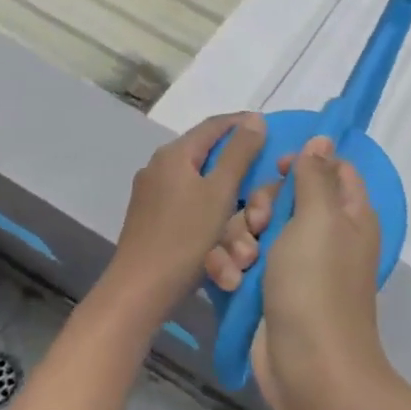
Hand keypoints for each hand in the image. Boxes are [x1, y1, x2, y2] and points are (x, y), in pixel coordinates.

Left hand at [104, 113, 266, 313]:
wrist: (140, 290)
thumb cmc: (185, 238)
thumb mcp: (220, 192)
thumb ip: (240, 153)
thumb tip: (255, 119)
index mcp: (174, 154)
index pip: (215, 125)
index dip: (243, 124)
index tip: (270, 129)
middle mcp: (159, 167)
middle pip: (208, 159)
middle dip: (239, 172)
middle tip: (262, 181)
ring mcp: (152, 195)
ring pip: (200, 187)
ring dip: (227, 200)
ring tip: (248, 217)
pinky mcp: (151, 220)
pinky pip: (189, 208)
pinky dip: (211, 216)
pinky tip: (224, 234)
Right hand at [203, 136, 389, 409]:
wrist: (307, 366)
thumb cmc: (316, 284)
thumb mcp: (318, 218)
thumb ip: (315, 176)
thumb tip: (324, 140)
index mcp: (347, 214)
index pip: (330, 168)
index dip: (303, 162)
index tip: (277, 167)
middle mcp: (322, 235)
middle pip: (282, 196)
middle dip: (259, 205)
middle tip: (257, 225)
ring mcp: (291, 264)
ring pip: (252, 227)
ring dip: (238, 239)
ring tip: (242, 263)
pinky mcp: (264, 289)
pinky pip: (238, 260)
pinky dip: (230, 267)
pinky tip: (230, 281)